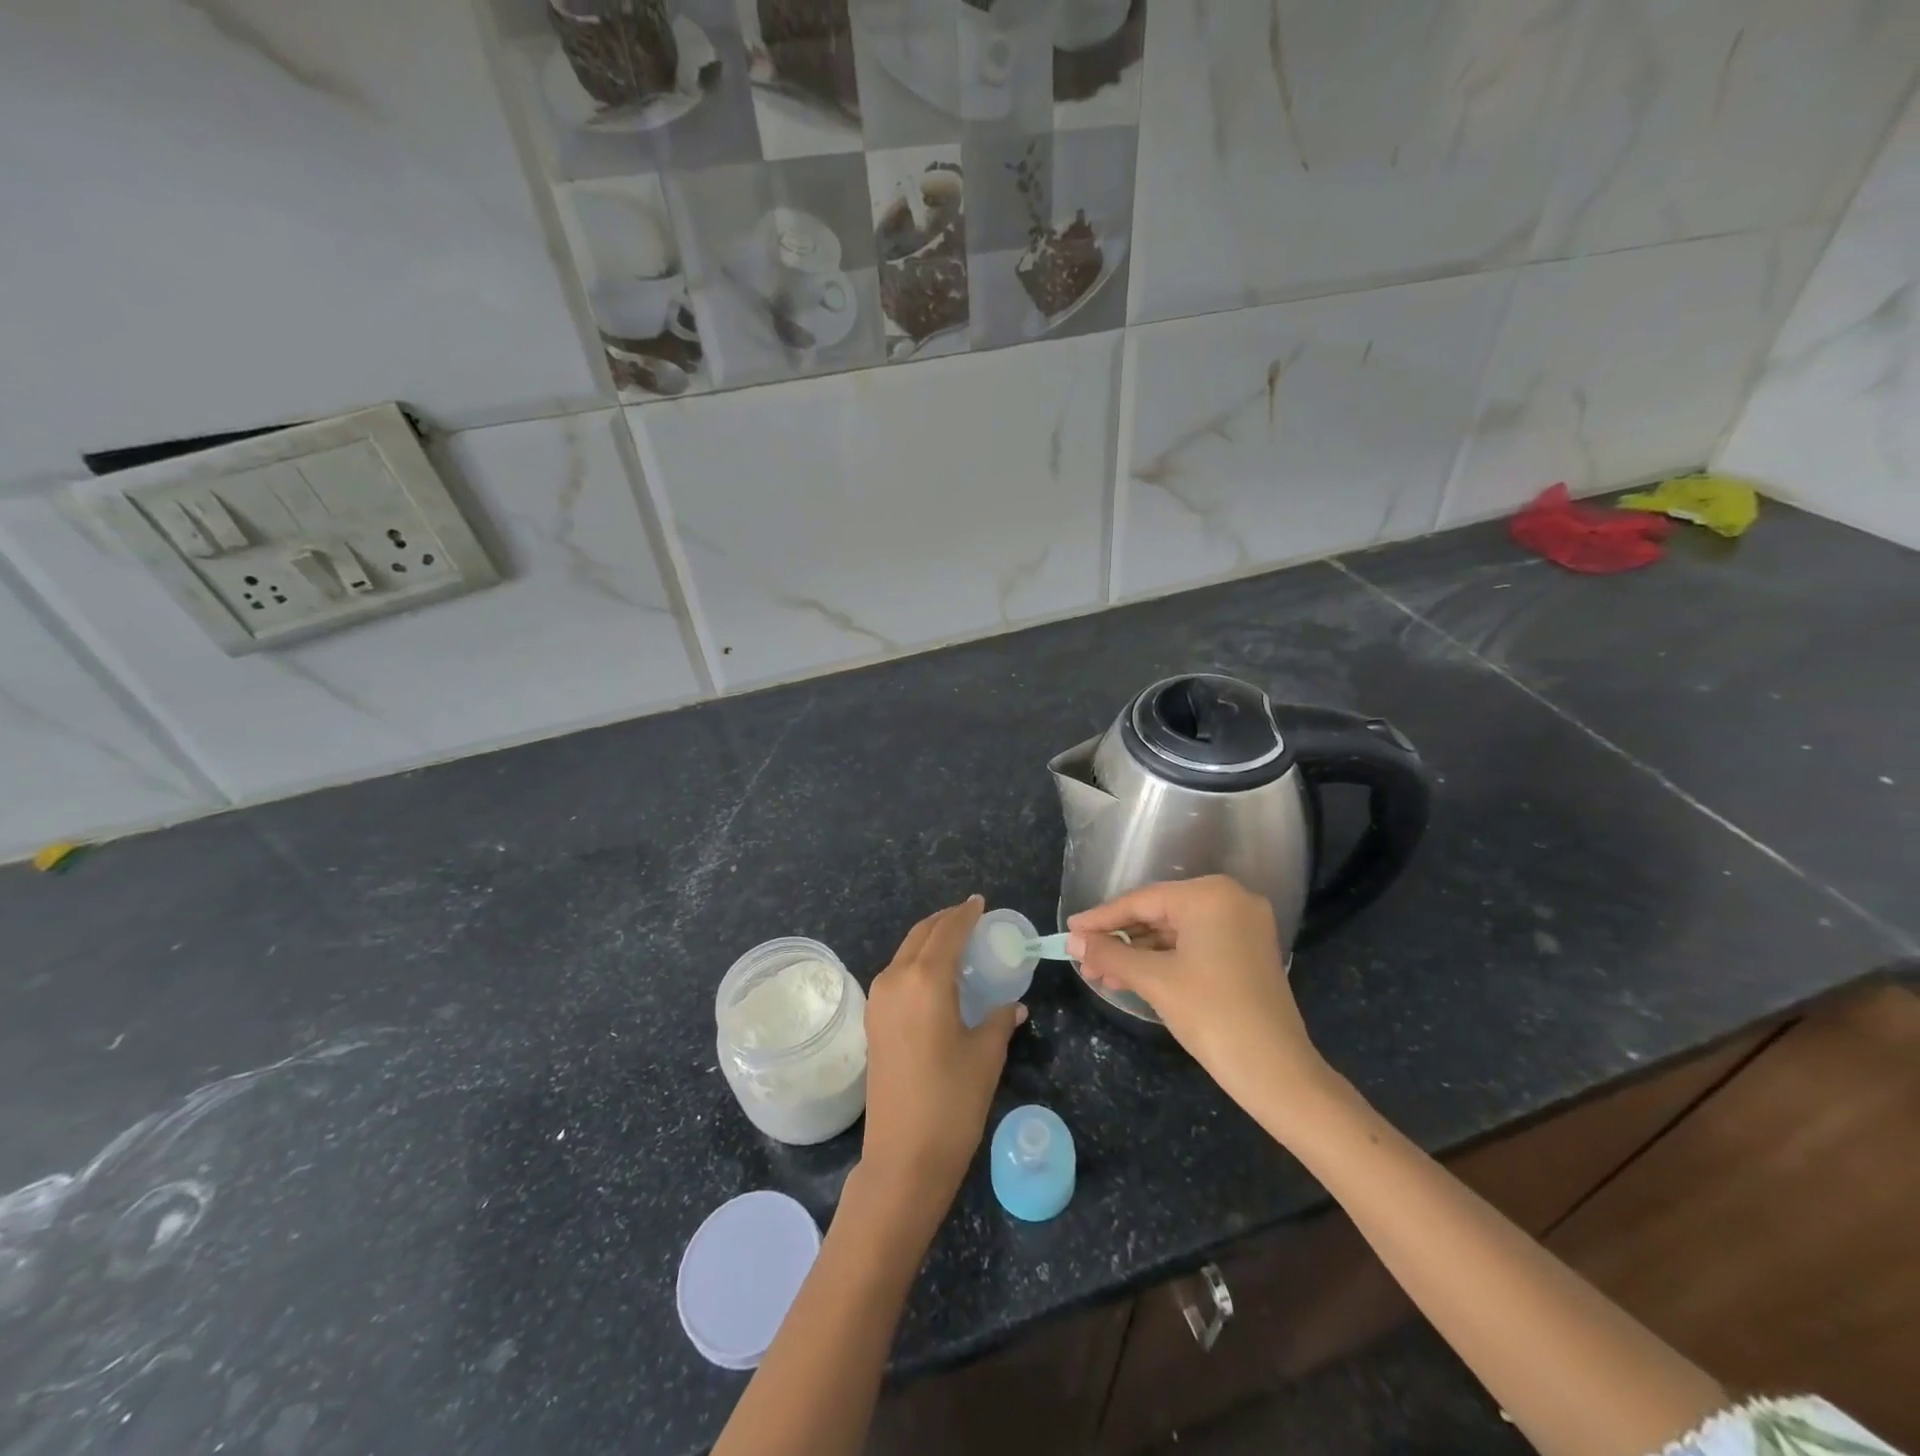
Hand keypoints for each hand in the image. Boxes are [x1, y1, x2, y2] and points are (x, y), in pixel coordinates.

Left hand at [861, 896, 1025, 1211]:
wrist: (902, 1158)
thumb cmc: (952, 1102)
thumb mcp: (986, 1055)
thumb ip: (1000, 1019)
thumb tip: (1014, 1005)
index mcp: (925, 980)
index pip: (948, 931)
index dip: (966, 913)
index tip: (981, 902)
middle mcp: (895, 979)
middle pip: (921, 935)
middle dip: (946, 921)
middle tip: (972, 918)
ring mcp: (879, 1000)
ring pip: (906, 952)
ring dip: (930, 941)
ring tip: (958, 944)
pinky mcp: (873, 1020)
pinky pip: (897, 974)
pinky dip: (918, 963)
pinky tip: (938, 977)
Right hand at [1068, 876, 1330, 1109]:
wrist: (1278, 1073)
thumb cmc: (1212, 1015)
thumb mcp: (1154, 981)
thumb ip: (1109, 954)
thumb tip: (1072, 940)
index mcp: (1210, 895)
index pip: (1142, 901)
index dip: (1102, 918)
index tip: (1069, 930)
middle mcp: (1230, 899)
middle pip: (1158, 914)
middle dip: (1119, 940)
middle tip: (1082, 959)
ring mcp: (1243, 926)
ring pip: (1175, 932)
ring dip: (1138, 954)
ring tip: (1100, 975)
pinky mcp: (1247, 951)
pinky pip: (1194, 946)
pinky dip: (1163, 961)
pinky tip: (1131, 978)